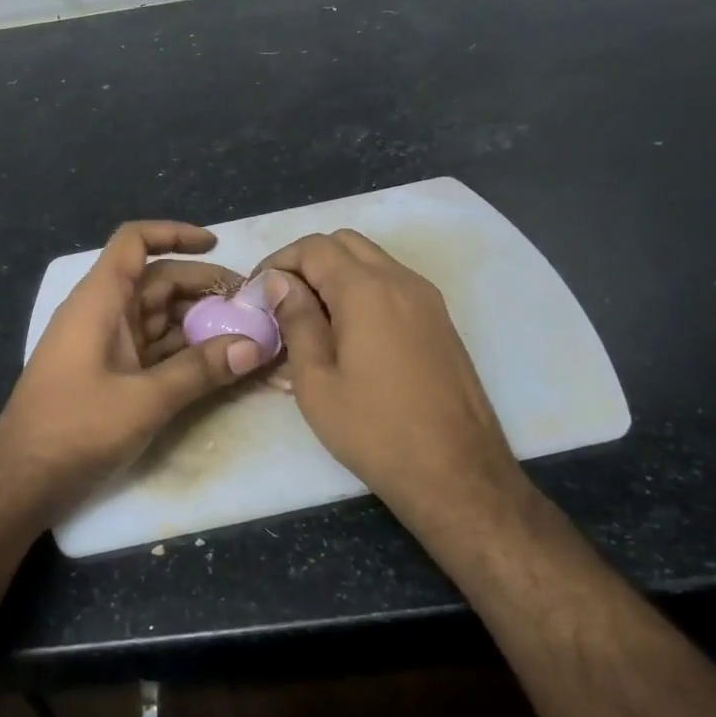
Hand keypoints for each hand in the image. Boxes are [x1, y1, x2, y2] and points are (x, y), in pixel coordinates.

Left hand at [0, 221, 266, 517]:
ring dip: (198, 321)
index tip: (216, 245)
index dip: (174, 233)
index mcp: (100, 299)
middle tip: (251, 305)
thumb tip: (255, 346)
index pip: (135, 242)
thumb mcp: (145, 399)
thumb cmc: (75, 427)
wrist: (21, 480)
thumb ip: (200, 370)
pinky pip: (152, 346)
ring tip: (245, 332)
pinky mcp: (108, 371)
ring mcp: (104, 342)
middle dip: (203, 287)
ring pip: (158, 315)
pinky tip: (216, 361)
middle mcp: (102, 311)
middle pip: (157, 280)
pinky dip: (183, 349)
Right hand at [256, 230, 523, 510]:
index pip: (313, 247)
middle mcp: (401, 280)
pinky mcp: (440, 320)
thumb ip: (297, 321)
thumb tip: (280, 282)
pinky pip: (393, 283)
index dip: (278, 262)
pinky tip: (349, 331)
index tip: (257, 294)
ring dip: (337, 273)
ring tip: (312, 317)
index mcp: (367, 290)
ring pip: (372, 259)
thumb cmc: (375, 431)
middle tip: (282, 301)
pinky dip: (363, 289)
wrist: (458, 474)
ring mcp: (427, 299)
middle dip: (307, 261)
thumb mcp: (317, 381)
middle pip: (345, 243)